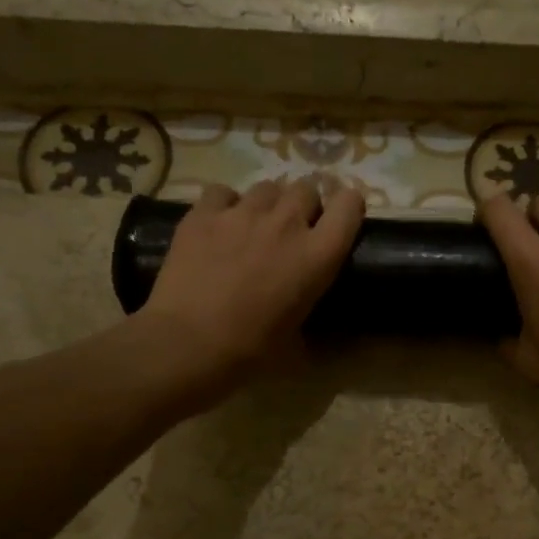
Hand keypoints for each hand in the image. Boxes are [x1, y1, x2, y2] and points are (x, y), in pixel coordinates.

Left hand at [139, 178, 364, 402]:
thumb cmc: (251, 350)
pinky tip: (218, 224)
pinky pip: (222, 192)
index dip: (347, 207)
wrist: (189, 343)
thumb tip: (303, 319)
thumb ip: (306, 311)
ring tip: (254, 225)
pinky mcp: (203, 213)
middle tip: (292, 230)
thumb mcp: (297, 337)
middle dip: (305, 205)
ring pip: (267, 187)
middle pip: (307, 189)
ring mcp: (243, 213)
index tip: (339, 219)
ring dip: (268, 203)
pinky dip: (225, 204)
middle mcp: (287, 224)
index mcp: (318, 256)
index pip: (349, 206)